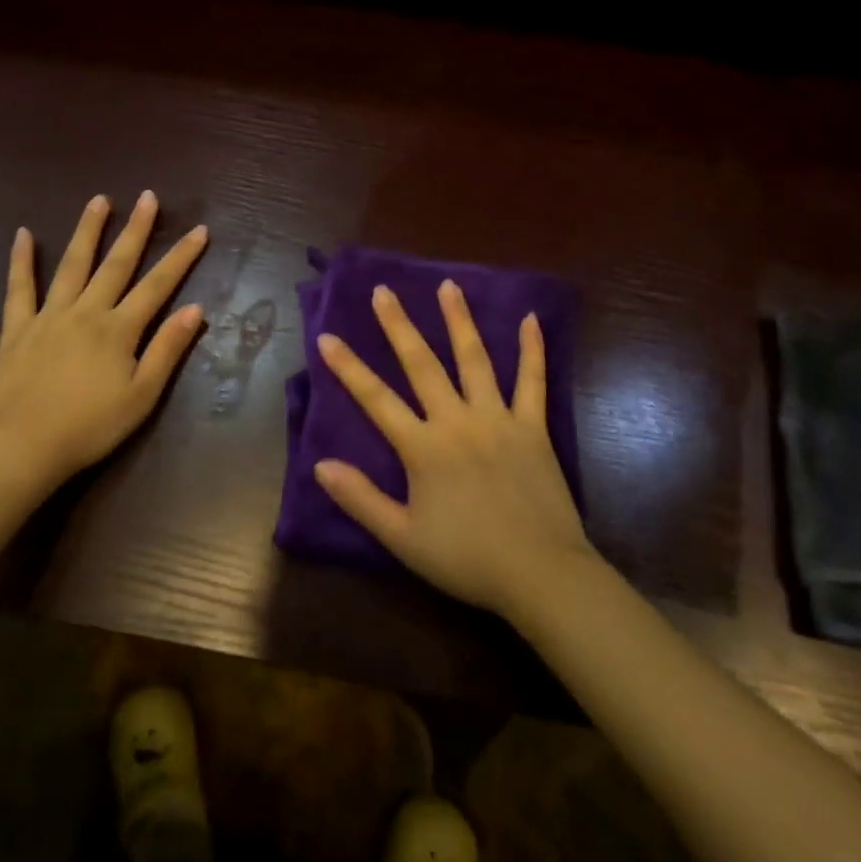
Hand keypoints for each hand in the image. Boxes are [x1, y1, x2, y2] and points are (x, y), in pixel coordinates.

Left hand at [0, 192, 206, 488]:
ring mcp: (50, 316)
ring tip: (99, 200)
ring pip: (72, 265)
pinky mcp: (18, 328)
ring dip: (87, 231)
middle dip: (136, 229)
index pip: (158, 285)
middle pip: (117, 264)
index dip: (181, 257)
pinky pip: (19, 288)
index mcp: (119, 329)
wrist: (23, 447)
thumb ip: (168, 349)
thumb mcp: (142, 395)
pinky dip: (21, 260)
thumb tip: (196, 309)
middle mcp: (87, 311)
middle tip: (148, 196)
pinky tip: (24, 234)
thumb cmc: (91, 426)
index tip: (199, 230)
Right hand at [312, 280, 597, 620]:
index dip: (349, 368)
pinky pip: (532, 381)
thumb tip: (320, 465)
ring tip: (447, 286)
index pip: (376, 399)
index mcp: (423, 447)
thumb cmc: (467, 559)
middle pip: (422, 364)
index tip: (327, 336)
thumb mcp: (403, 538)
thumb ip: (361, 499)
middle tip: (383, 291)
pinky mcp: (533, 426)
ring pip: (475, 359)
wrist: (540, 575)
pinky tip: (530, 319)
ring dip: (459, 320)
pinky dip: (532, 350)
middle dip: (399, 326)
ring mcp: (498, 418)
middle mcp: (457, 421)